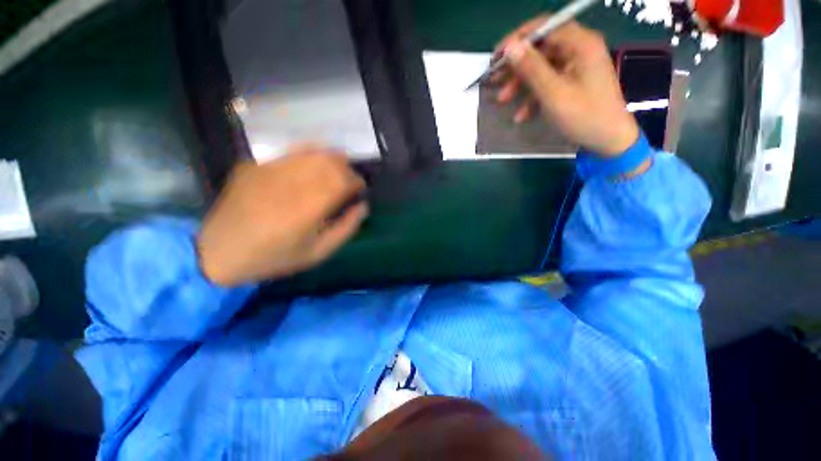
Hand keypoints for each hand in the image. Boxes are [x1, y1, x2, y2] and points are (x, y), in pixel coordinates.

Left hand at [197, 145, 367, 285]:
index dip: (358, 182)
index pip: (345, 179)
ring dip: (331, 160)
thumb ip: (346, 228)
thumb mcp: (319, 253)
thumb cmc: (275, 257)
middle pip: (332, 160)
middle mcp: (293, 181)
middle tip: (348, 182)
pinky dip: (309, 156)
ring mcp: (271, 169)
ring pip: (313, 151)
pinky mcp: (256, 165)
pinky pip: (291, 152)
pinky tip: (309, 168)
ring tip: (332, 173)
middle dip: (347, 169)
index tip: (359, 191)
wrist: (219, 252)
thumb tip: (363, 206)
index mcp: (310, 206)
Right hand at [494, 17, 639, 156]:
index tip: (497, 56)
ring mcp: (576, 66)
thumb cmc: (585, 116)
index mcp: (580, 44)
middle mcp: (579, 49)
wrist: (609, 139)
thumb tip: (510, 48)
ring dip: (520, 83)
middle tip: (494, 78)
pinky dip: (532, 96)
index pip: (544, 27)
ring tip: (502, 100)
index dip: (517, 39)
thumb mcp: (554, 93)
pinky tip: (521, 115)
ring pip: (541, 67)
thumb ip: (532, 69)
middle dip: (516, 65)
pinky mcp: (573, 81)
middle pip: (541, 48)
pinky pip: (548, 82)